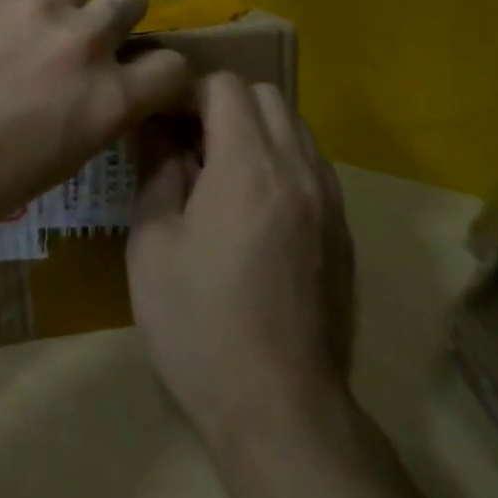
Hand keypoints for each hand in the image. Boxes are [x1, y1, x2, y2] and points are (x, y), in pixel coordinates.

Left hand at [0, 0, 190, 243]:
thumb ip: (88, 116)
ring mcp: (35, 3)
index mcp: (108, 98)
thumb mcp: (53, 165)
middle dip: (116, 15)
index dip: (159, 72)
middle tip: (80, 37)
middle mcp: (84, 41)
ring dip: (52, 9)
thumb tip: (93, 93)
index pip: (173, 67)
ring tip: (9, 34)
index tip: (138, 76)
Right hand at [127, 74, 354, 440]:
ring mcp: (329, 200)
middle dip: (225, 104)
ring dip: (258, 130)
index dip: (189, 93)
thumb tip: (160, 135)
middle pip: (267, 96)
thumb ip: (158, 174)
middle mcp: (298, 168)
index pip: (225, 86)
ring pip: (296, 127)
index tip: (165, 123)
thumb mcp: (153, 246)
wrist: (281, 411)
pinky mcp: (343, 231)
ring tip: (223, 173)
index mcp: (248, 165)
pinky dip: (283, 161)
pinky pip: (313, 165)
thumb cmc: (201, 325)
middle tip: (191, 144)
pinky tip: (256, 208)